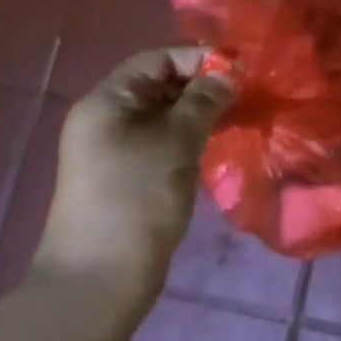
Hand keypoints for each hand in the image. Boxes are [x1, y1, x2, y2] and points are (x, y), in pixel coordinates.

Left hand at [35, 47, 234, 293]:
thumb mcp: (177, 141)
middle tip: (243, 94)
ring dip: (199, 112)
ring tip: (236, 117)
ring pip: (163, 114)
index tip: (239, 69)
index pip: (157, 59)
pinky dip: (188, 136)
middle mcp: (106, 118)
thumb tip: (228, 71)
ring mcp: (113, 149)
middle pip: (159, 84)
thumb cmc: (136, 198)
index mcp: (107, 100)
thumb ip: (205, 99)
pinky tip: (216, 144)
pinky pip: (160, 140)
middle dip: (202, 85)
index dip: (198, 57)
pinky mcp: (125, 176)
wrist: (97, 283)